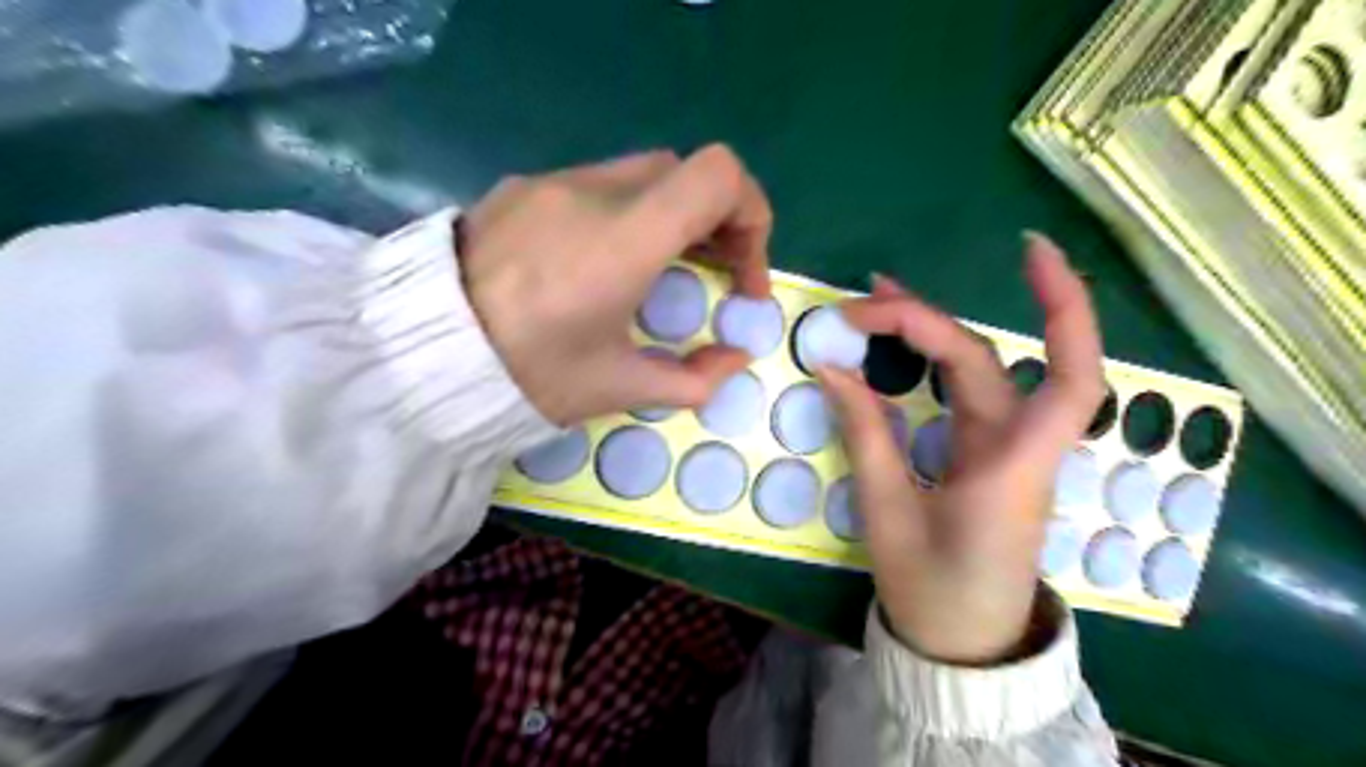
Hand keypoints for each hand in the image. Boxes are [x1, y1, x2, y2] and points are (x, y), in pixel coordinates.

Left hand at [460, 145, 767, 425]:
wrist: (417, 354)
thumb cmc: (526, 375)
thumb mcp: (616, 389)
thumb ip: (693, 378)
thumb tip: (734, 359)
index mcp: (623, 240)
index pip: (717, 176)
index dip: (751, 216)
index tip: (741, 275)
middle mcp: (592, 193)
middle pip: (686, 173)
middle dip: (717, 222)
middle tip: (714, 276)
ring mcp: (550, 182)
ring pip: (643, 175)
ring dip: (672, 216)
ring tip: (662, 271)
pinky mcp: (520, 188)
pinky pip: (596, 184)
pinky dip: (626, 213)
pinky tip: (601, 262)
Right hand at [815, 233, 1101, 663]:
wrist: (961, 640)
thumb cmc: (932, 587)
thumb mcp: (888, 512)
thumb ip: (865, 433)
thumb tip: (832, 367)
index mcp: (1013, 465)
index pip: (1067, 374)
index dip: (1064, 308)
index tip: (1028, 250)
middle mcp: (1019, 444)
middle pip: (985, 358)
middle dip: (924, 320)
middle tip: (858, 306)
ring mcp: (1003, 445)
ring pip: (976, 369)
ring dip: (929, 329)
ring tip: (873, 303)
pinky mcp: (985, 451)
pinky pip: (961, 392)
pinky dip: (929, 360)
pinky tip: (895, 344)